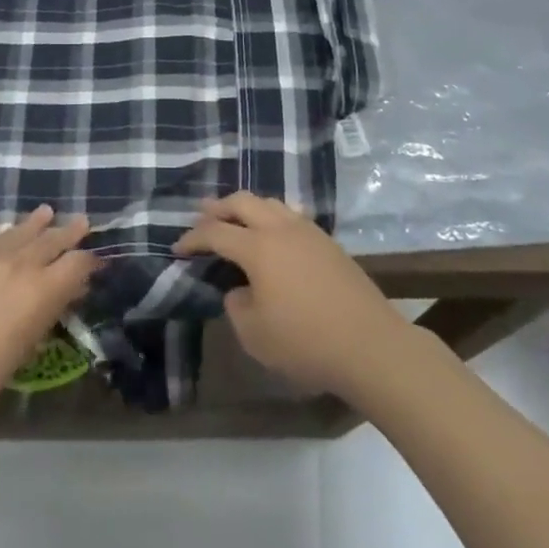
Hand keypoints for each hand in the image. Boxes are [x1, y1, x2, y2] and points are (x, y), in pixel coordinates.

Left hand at [0, 206, 97, 433]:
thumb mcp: (24, 350)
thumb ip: (44, 316)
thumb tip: (61, 296)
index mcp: (41, 290)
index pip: (76, 264)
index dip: (89, 261)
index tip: (96, 260)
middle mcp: (17, 264)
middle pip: (49, 241)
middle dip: (68, 232)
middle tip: (81, 221)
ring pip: (14, 232)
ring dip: (32, 223)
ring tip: (45, 211)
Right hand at [175, 191, 412, 398]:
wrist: (371, 345)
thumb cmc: (306, 342)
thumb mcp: (255, 335)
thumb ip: (236, 306)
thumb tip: (239, 290)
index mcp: (258, 247)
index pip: (215, 232)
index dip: (192, 238)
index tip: (177, 248)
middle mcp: (280, 228)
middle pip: (242, 202)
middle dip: (218, 207)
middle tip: (201, 214)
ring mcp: (308, 232)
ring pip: (270, 203)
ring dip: (247, 207)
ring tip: (236, 218)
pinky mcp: (328, 242)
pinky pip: (292, 215)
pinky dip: (273, 216)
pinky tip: (274, 232)